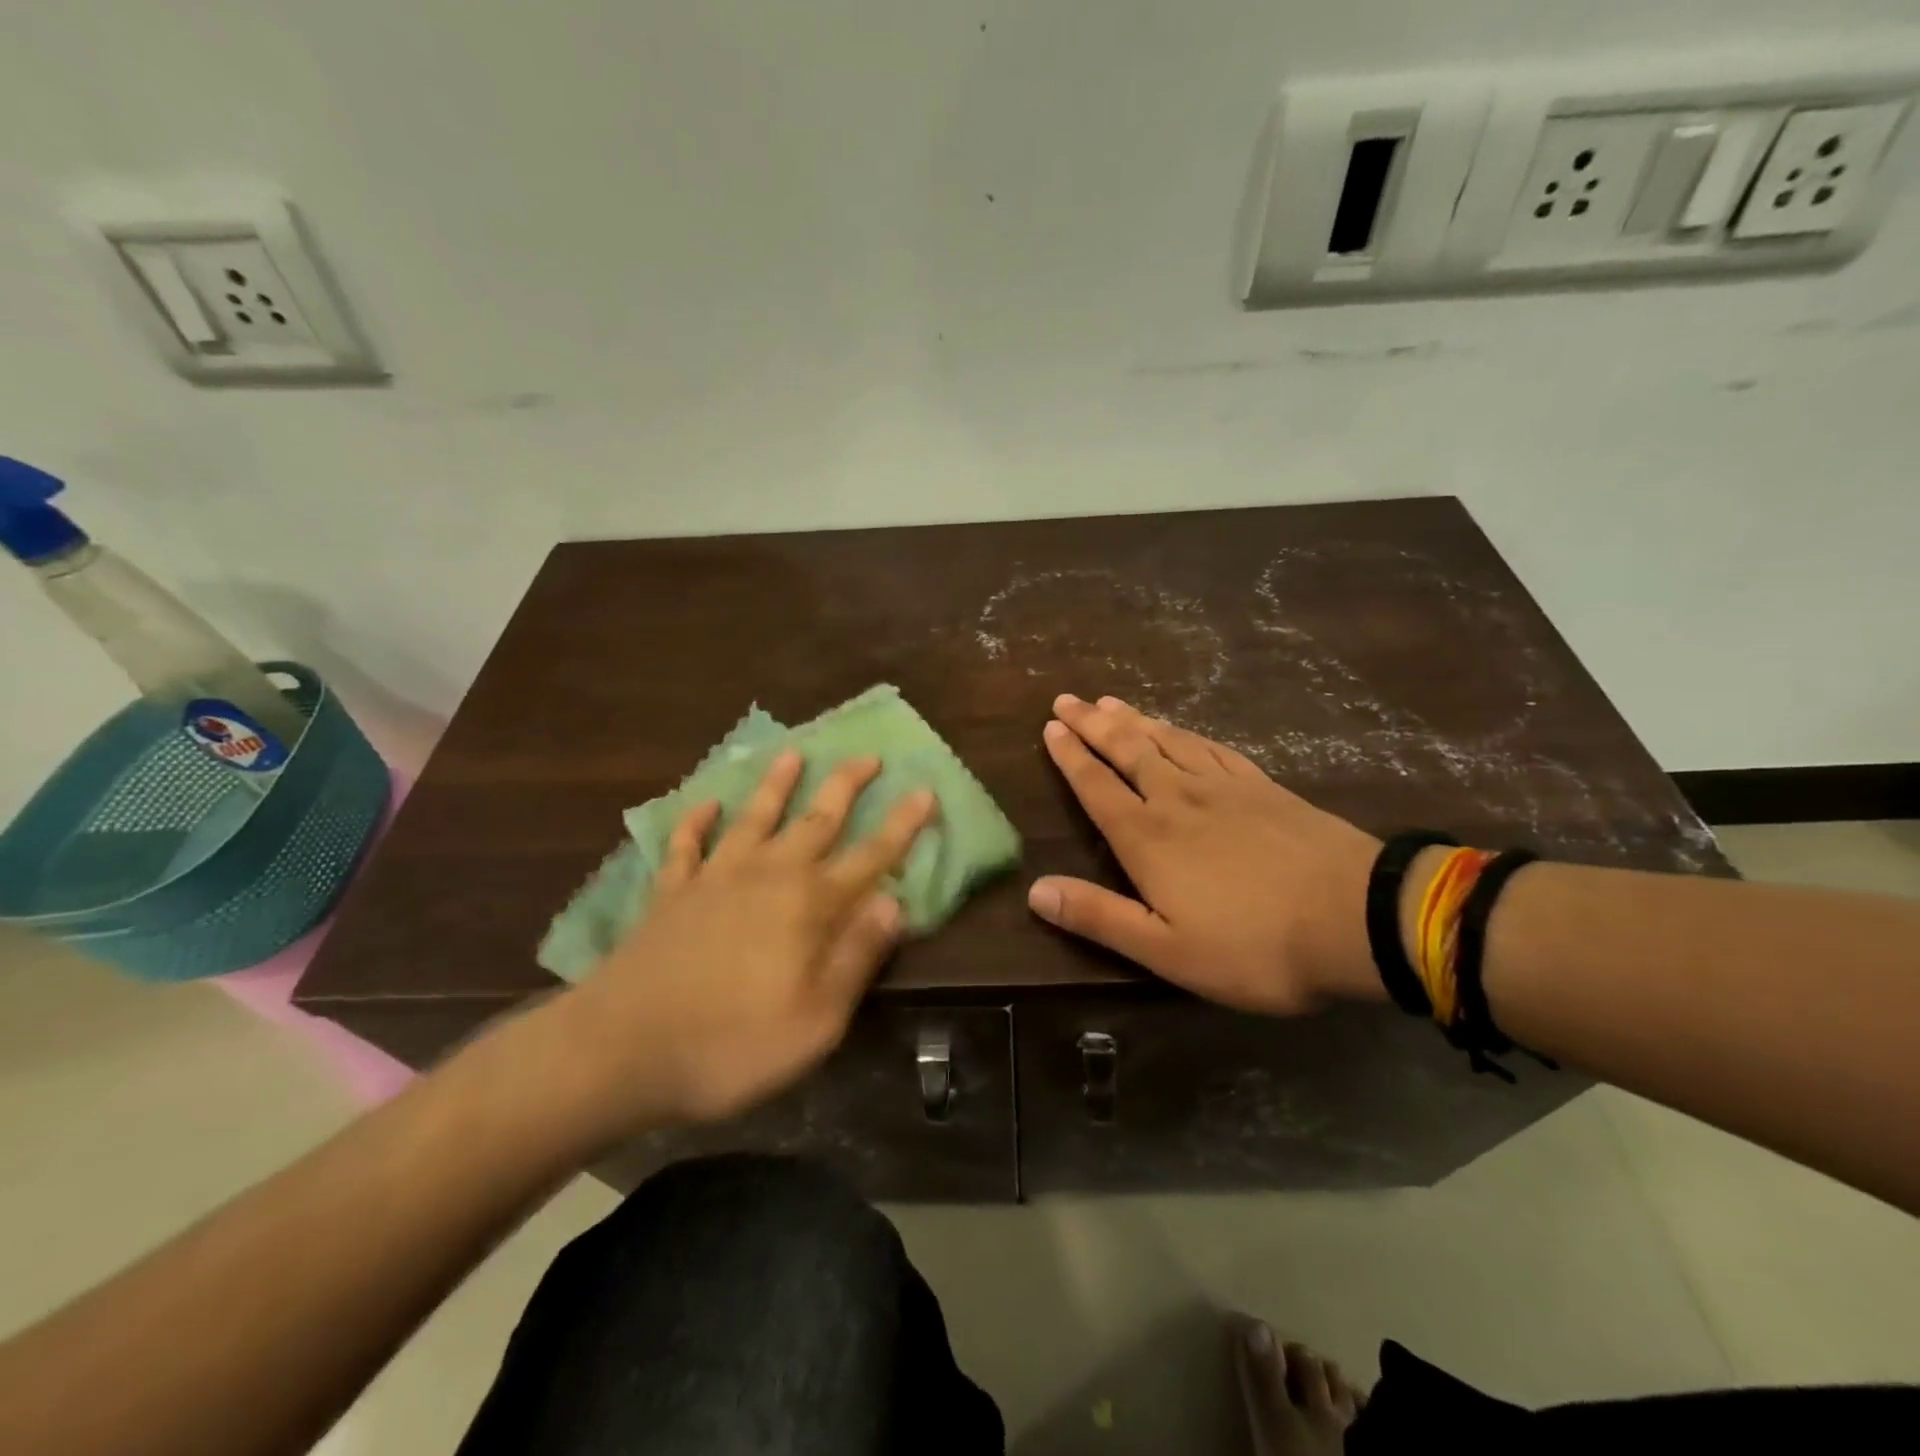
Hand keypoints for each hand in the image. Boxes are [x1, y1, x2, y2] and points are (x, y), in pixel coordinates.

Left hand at [543, 751, 935, 1132]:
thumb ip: (857, 956)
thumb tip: (894, 902)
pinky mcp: (670, 893)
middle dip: (846, 785)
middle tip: (868, 755)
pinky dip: (696, 821)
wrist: (619, 1051)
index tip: (924, 790)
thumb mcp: (816, 1021)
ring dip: (776, 784)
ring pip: (754, 817)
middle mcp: (767, 876)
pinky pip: (686, 845)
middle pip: (816, 819)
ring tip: (792, 753)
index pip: (870, 857)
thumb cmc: (731, 1045)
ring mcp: (714, 878)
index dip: (901, 825)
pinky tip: (704, 804)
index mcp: (809, 906)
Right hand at [1028, 695, 1384, 1013]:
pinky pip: (1212, 748)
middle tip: (1067, 699)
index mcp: (1147, 838)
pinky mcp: (1263, 786)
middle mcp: (1177, 799)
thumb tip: (1035, 891)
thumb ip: (1098, 917)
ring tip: (1110, 702)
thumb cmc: (1253, 946)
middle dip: (1093, 724)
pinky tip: (1180, 729)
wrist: (1356, 918)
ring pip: (1167, 741)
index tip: (1050, 727)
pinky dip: (1186, 733)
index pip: (1096, 787)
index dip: (1070, 756)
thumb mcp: (1166, 950)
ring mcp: (1224, 787)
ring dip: (1134, 720)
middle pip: (1127, 751)